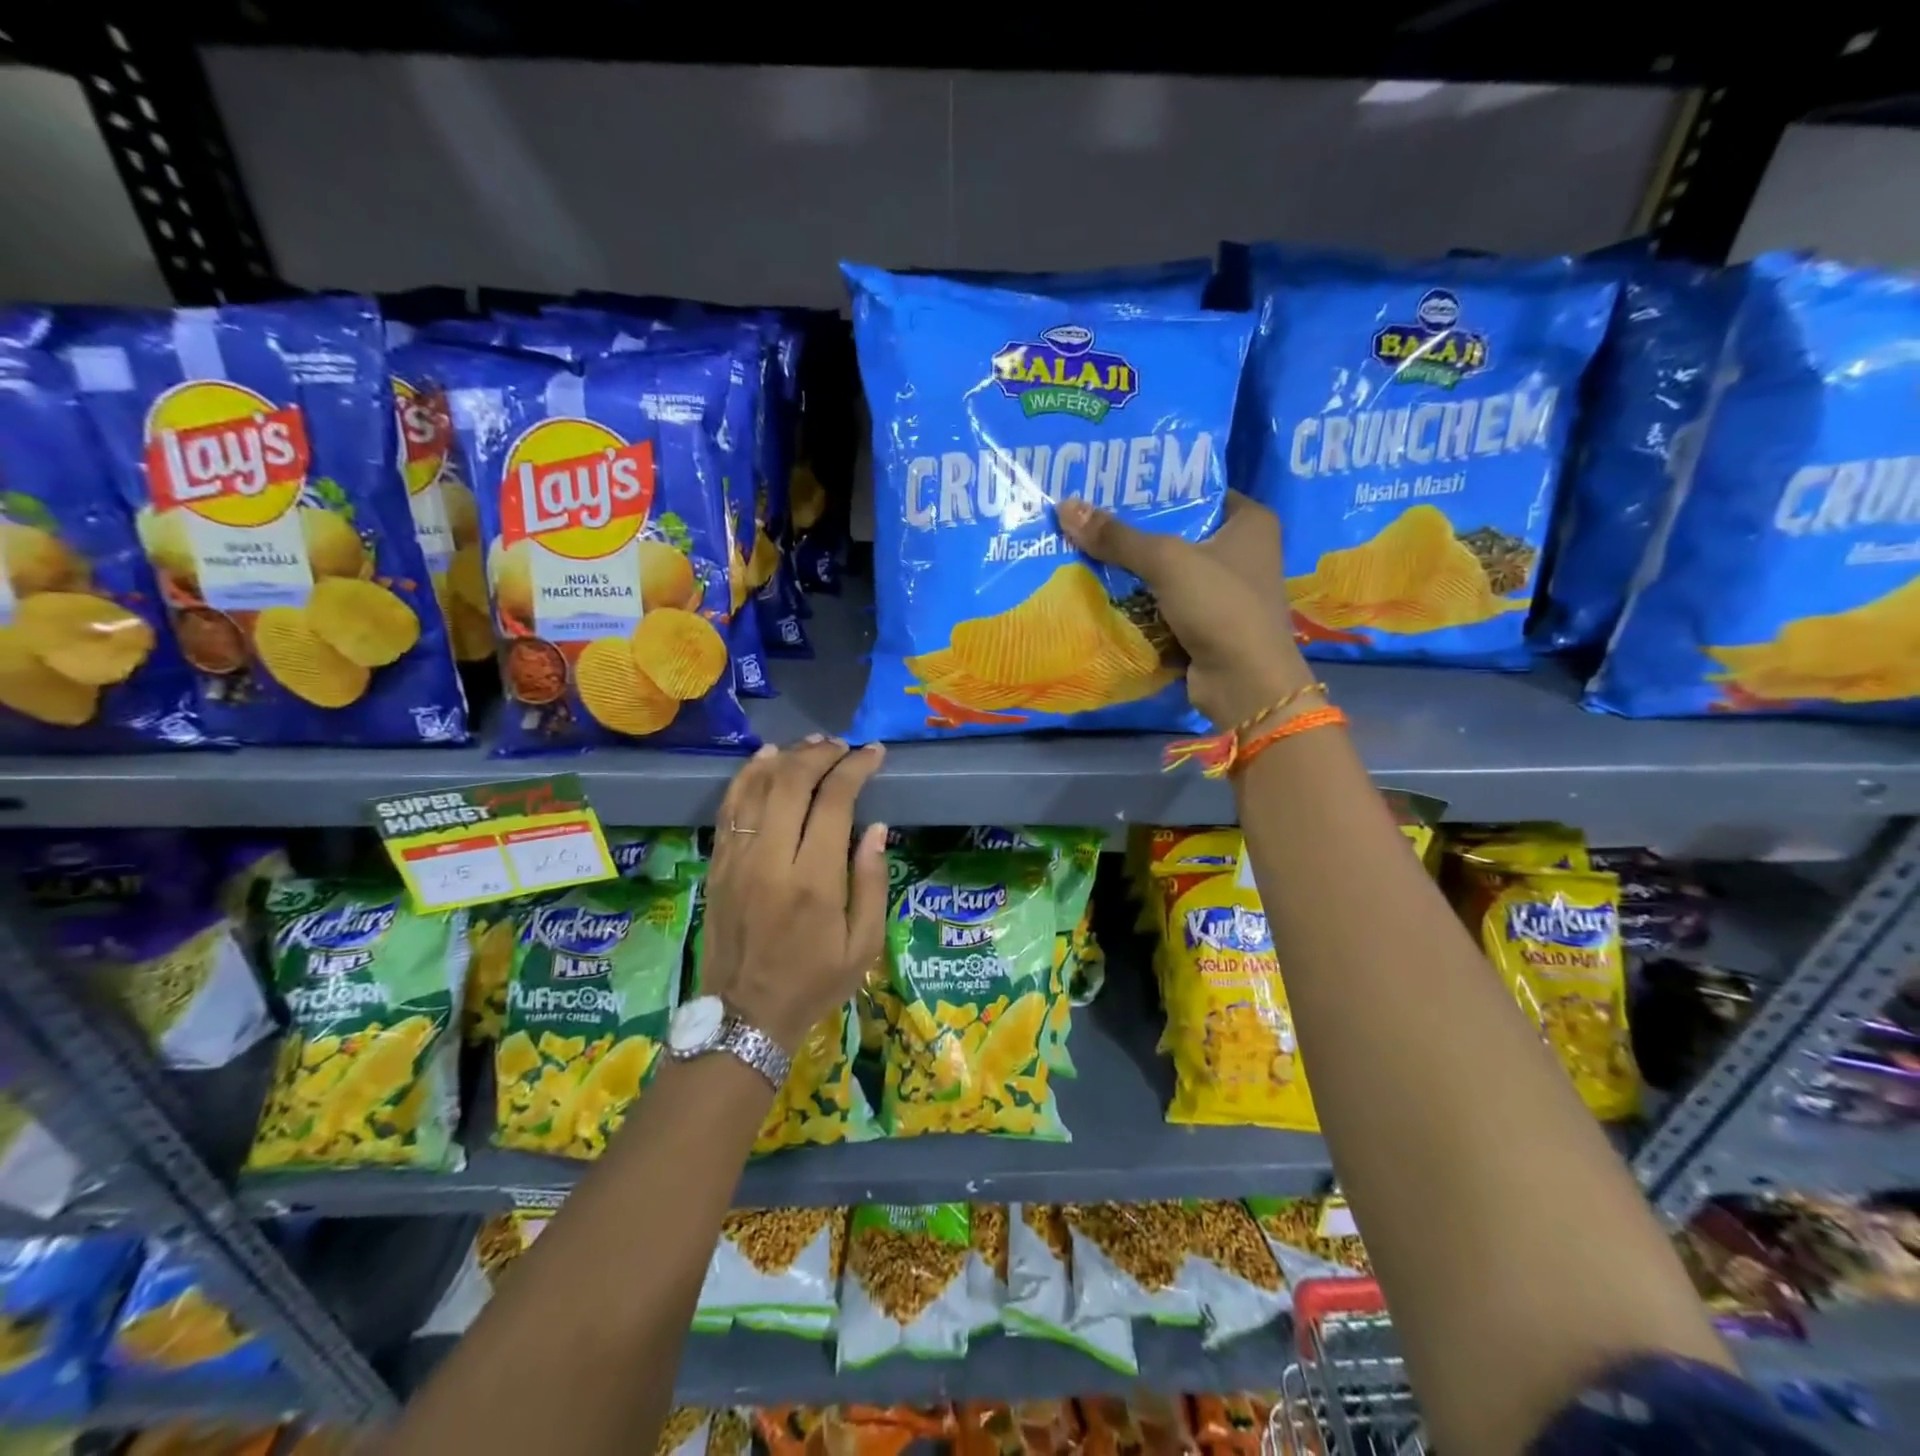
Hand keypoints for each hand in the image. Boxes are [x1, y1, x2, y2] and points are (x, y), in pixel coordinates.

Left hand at [699, 737, 889, 1050]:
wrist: (745, 1017)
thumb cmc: (814, 983)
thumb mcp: (864, 946)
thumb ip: (872, 882)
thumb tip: (875, 827)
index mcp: (814, 881)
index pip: (834, 801)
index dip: (855, 768)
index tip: (874, 754)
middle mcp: (771, 860)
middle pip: (791, 783)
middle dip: (821, 754)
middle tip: (843, 746)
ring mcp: (737, 860)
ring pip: (757, 788)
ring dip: (786, 758)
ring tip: (812, 745)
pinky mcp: (717, 865)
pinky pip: (730, 808)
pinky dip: (748, 777)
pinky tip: (766, 760)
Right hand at [1057, 492, 1313, 726]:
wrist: (1243, 682)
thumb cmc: (1219, 606)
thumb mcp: (1166, 561)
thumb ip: (1117, 537)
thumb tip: (1064, 506)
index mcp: (1249, 522)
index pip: (1198, 490)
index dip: (1158, 488)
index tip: (1113, 485)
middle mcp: (1241, 551)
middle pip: (1177, 531)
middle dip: (1136, 529)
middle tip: (1088, 515)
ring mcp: (1223, 591)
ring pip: (1167, 570)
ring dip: (1132, 568)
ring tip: (1084, 547)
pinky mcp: (1205, 624)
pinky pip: (1163, 602)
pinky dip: (1138, 601)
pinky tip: (1101, 589)